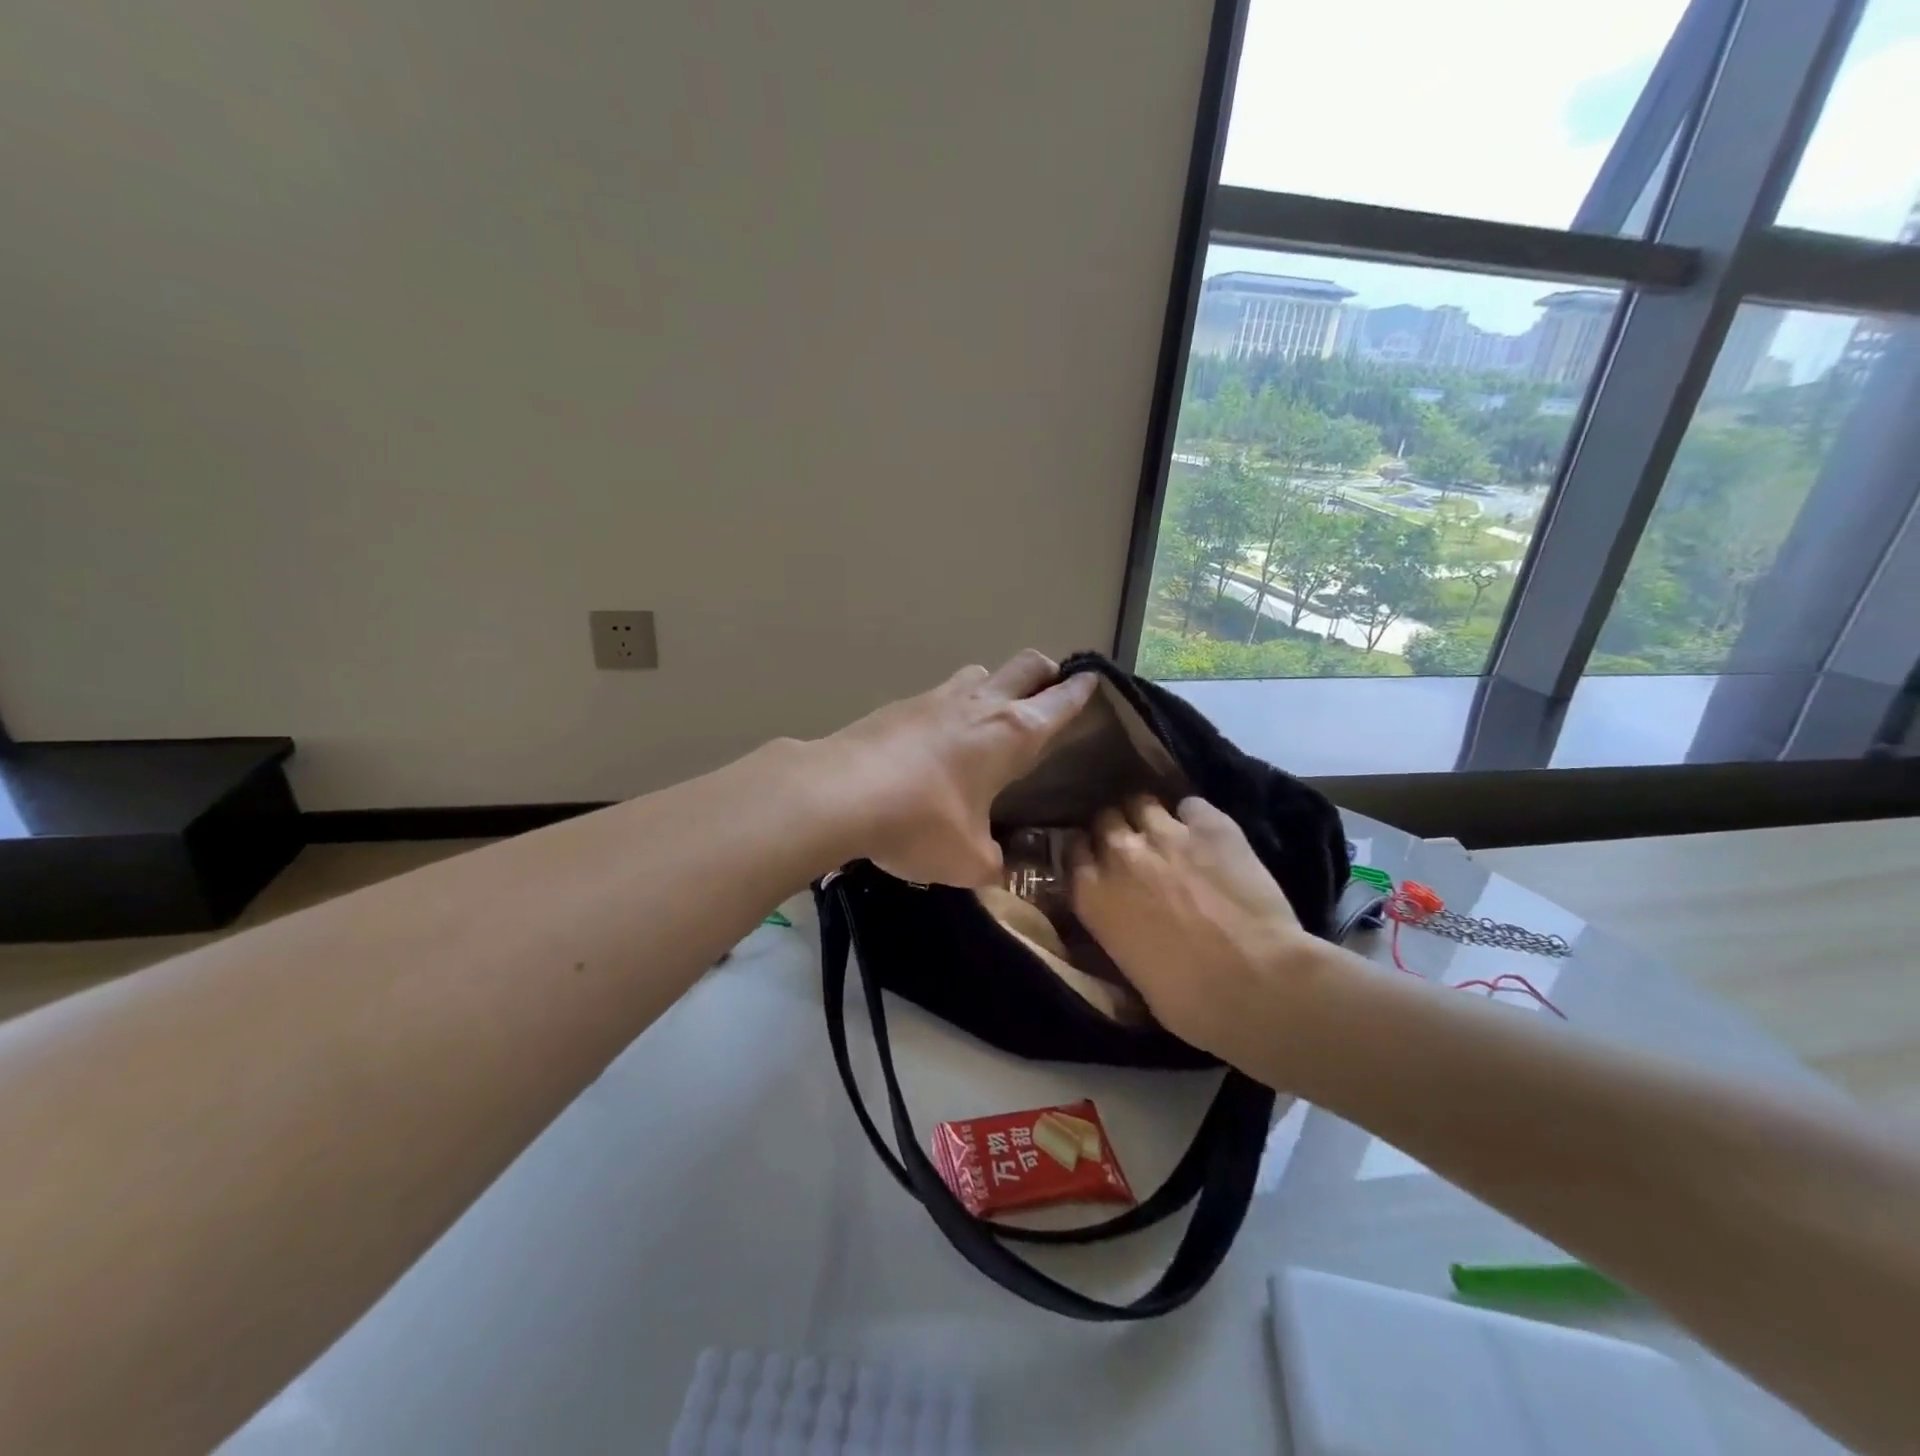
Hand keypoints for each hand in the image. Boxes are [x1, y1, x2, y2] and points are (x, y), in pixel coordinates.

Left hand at [817, 651, 1098, 886]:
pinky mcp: (900, 705)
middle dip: (1045, 673)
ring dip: (994, 686)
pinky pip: (939, 695)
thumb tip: (998, 866)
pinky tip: (937, 742)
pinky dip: (951, 708)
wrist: (839, 793)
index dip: (1081, 690)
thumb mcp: (968, 861)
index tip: (1093, 681)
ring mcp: (936, 697)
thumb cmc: (920, 823)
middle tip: (1048, 694)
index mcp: (1012, 733)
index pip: (1060, 701)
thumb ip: (994, 862)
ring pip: (980, 673)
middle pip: (1026, 664)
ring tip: (989, 720)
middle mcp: (980, 704)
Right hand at [1068, 796, 1325, 1063]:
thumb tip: (1129, 922)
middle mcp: (1120, 854)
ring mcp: (1165, 833)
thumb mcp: (1130, 970)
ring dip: (1150, 817)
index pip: (1071, 851)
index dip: (1087, 853)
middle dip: (1116, 830)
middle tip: (1136, 849)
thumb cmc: (1188, 1000)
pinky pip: (1192, 805)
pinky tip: (1208, 835)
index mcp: (1092, 895)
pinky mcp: (1211, 825)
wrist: (1255, 983)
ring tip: (1169, 834)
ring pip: (1142, 803)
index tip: (1098, 861)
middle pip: (1105, 819)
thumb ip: (1119, 929)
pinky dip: (1195, 817)